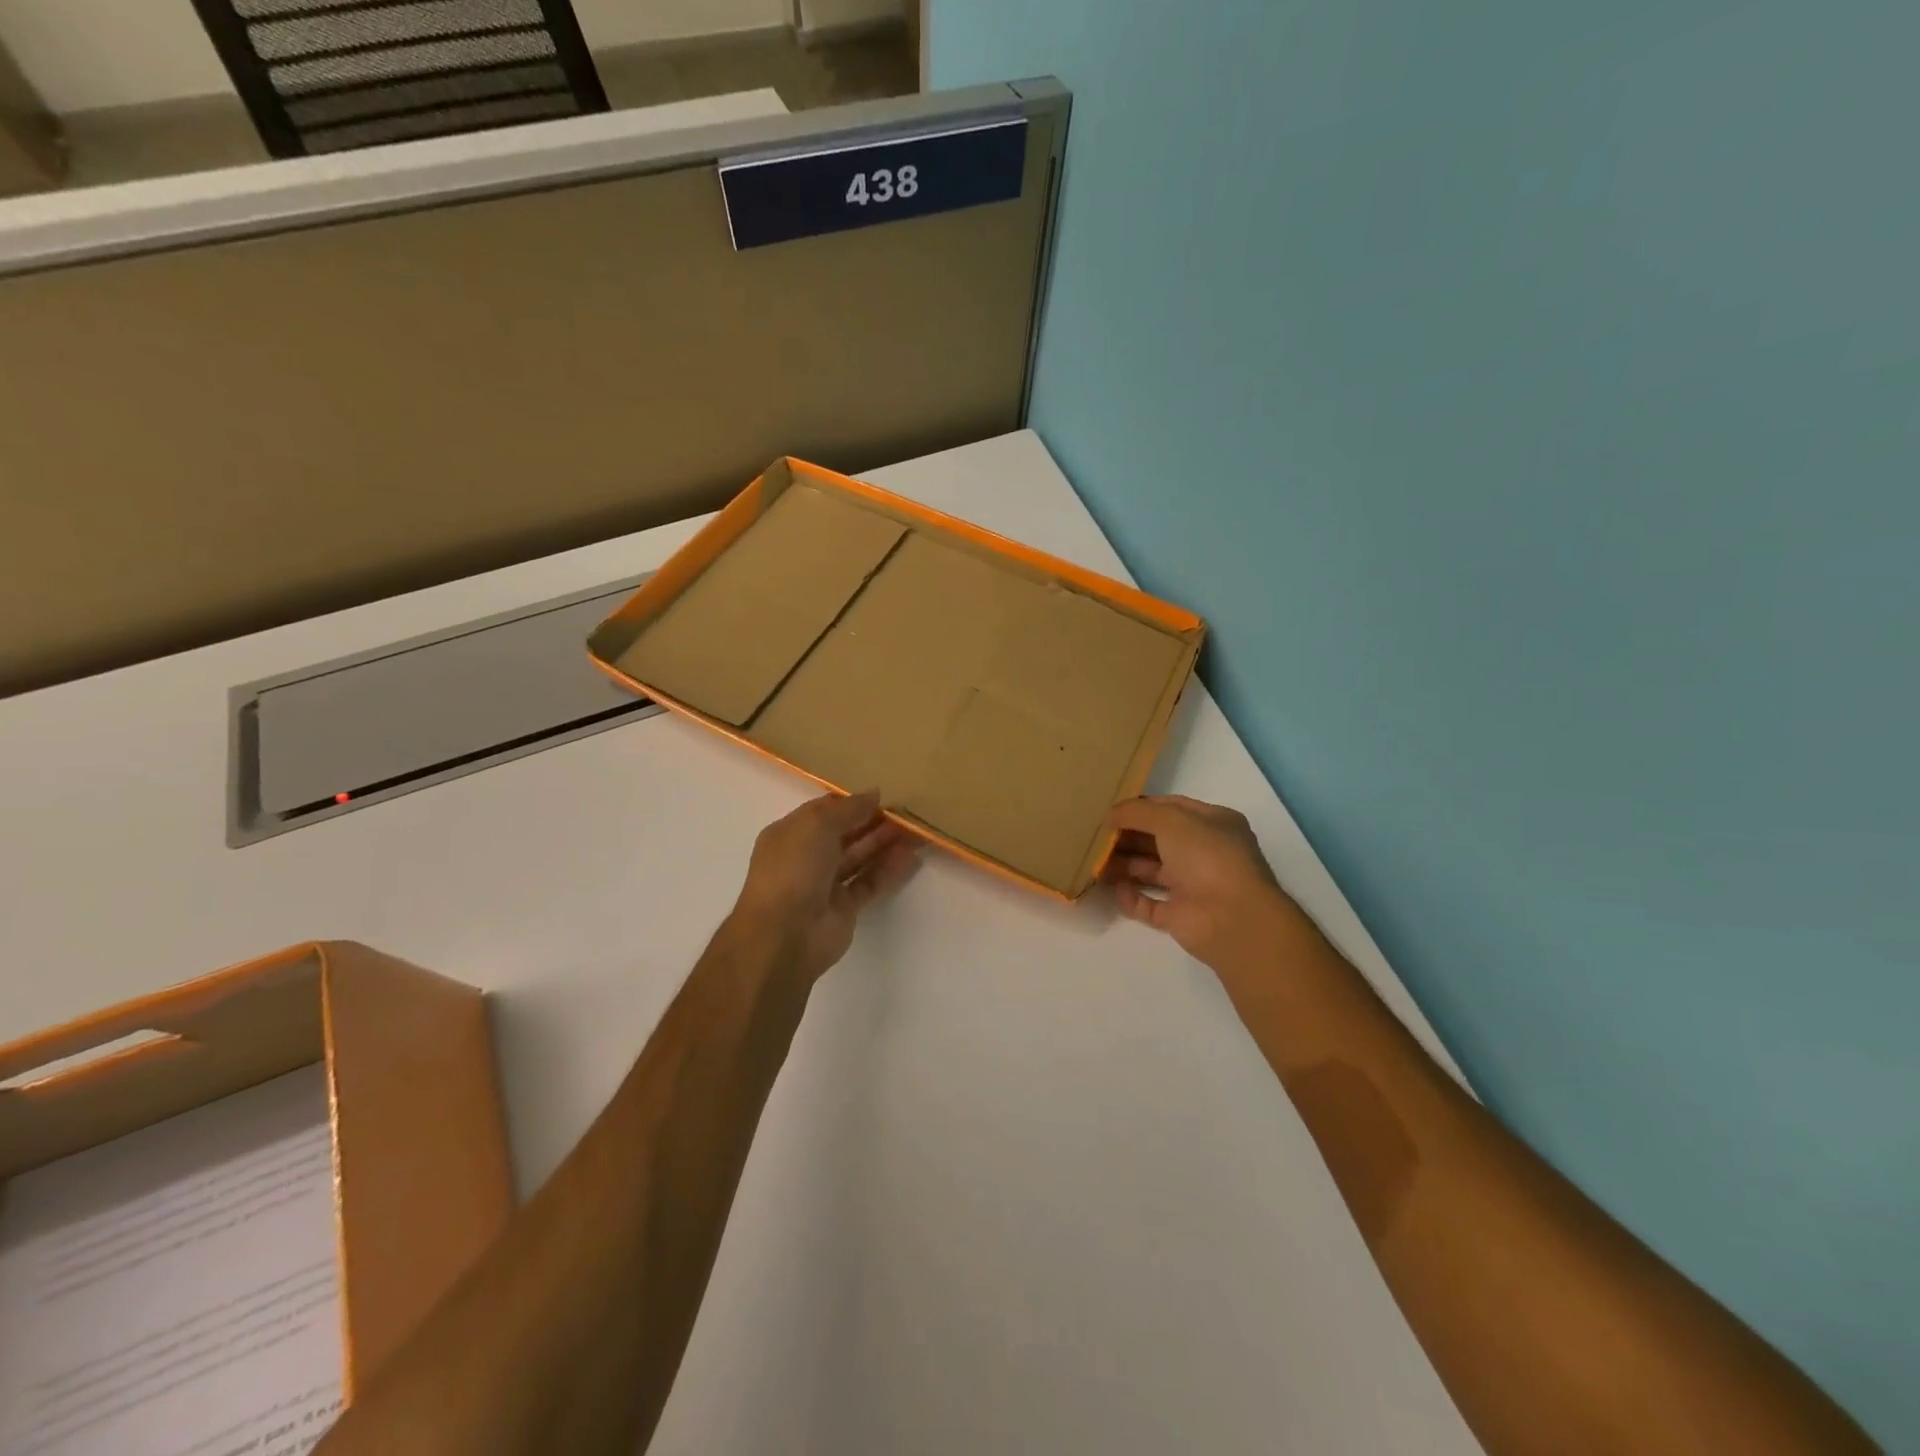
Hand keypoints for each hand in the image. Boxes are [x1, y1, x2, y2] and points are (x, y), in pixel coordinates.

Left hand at [731, 790, 921, 982]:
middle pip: (846, 834)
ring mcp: (825, 884)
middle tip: (907, 812)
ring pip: (860, 858)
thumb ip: (847, 808)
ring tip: (917, 832)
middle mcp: (807, 857)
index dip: (852, 803)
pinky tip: (911, 858)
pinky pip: (870, 883)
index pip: (825, 811)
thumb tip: (873, 794)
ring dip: (885, 844)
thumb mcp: (816, 825)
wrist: (784, 934)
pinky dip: (889, 871)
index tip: (883, 796)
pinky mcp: (844, 908)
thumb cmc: (793, 868)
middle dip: (874, 822)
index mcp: (791, 834)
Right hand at [1103, 795, 1295, 969]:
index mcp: (1213, 824)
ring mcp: (1192, 886)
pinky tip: (1114, 889)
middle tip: (1096, 836)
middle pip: (1158, 840)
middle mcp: (1204, 853)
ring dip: (1123, 865)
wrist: (1232, 918)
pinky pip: (1148, 904)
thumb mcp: (1171, 819)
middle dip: (1128, 837)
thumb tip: (1109, 815)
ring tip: (1095, 861)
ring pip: (1151, 871)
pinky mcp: (1179, 916)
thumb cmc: (1207, 856)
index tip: (1111, 809)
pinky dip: (1130, 897)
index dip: (1142, 807)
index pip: (1172, 809)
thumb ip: (1137, 812)